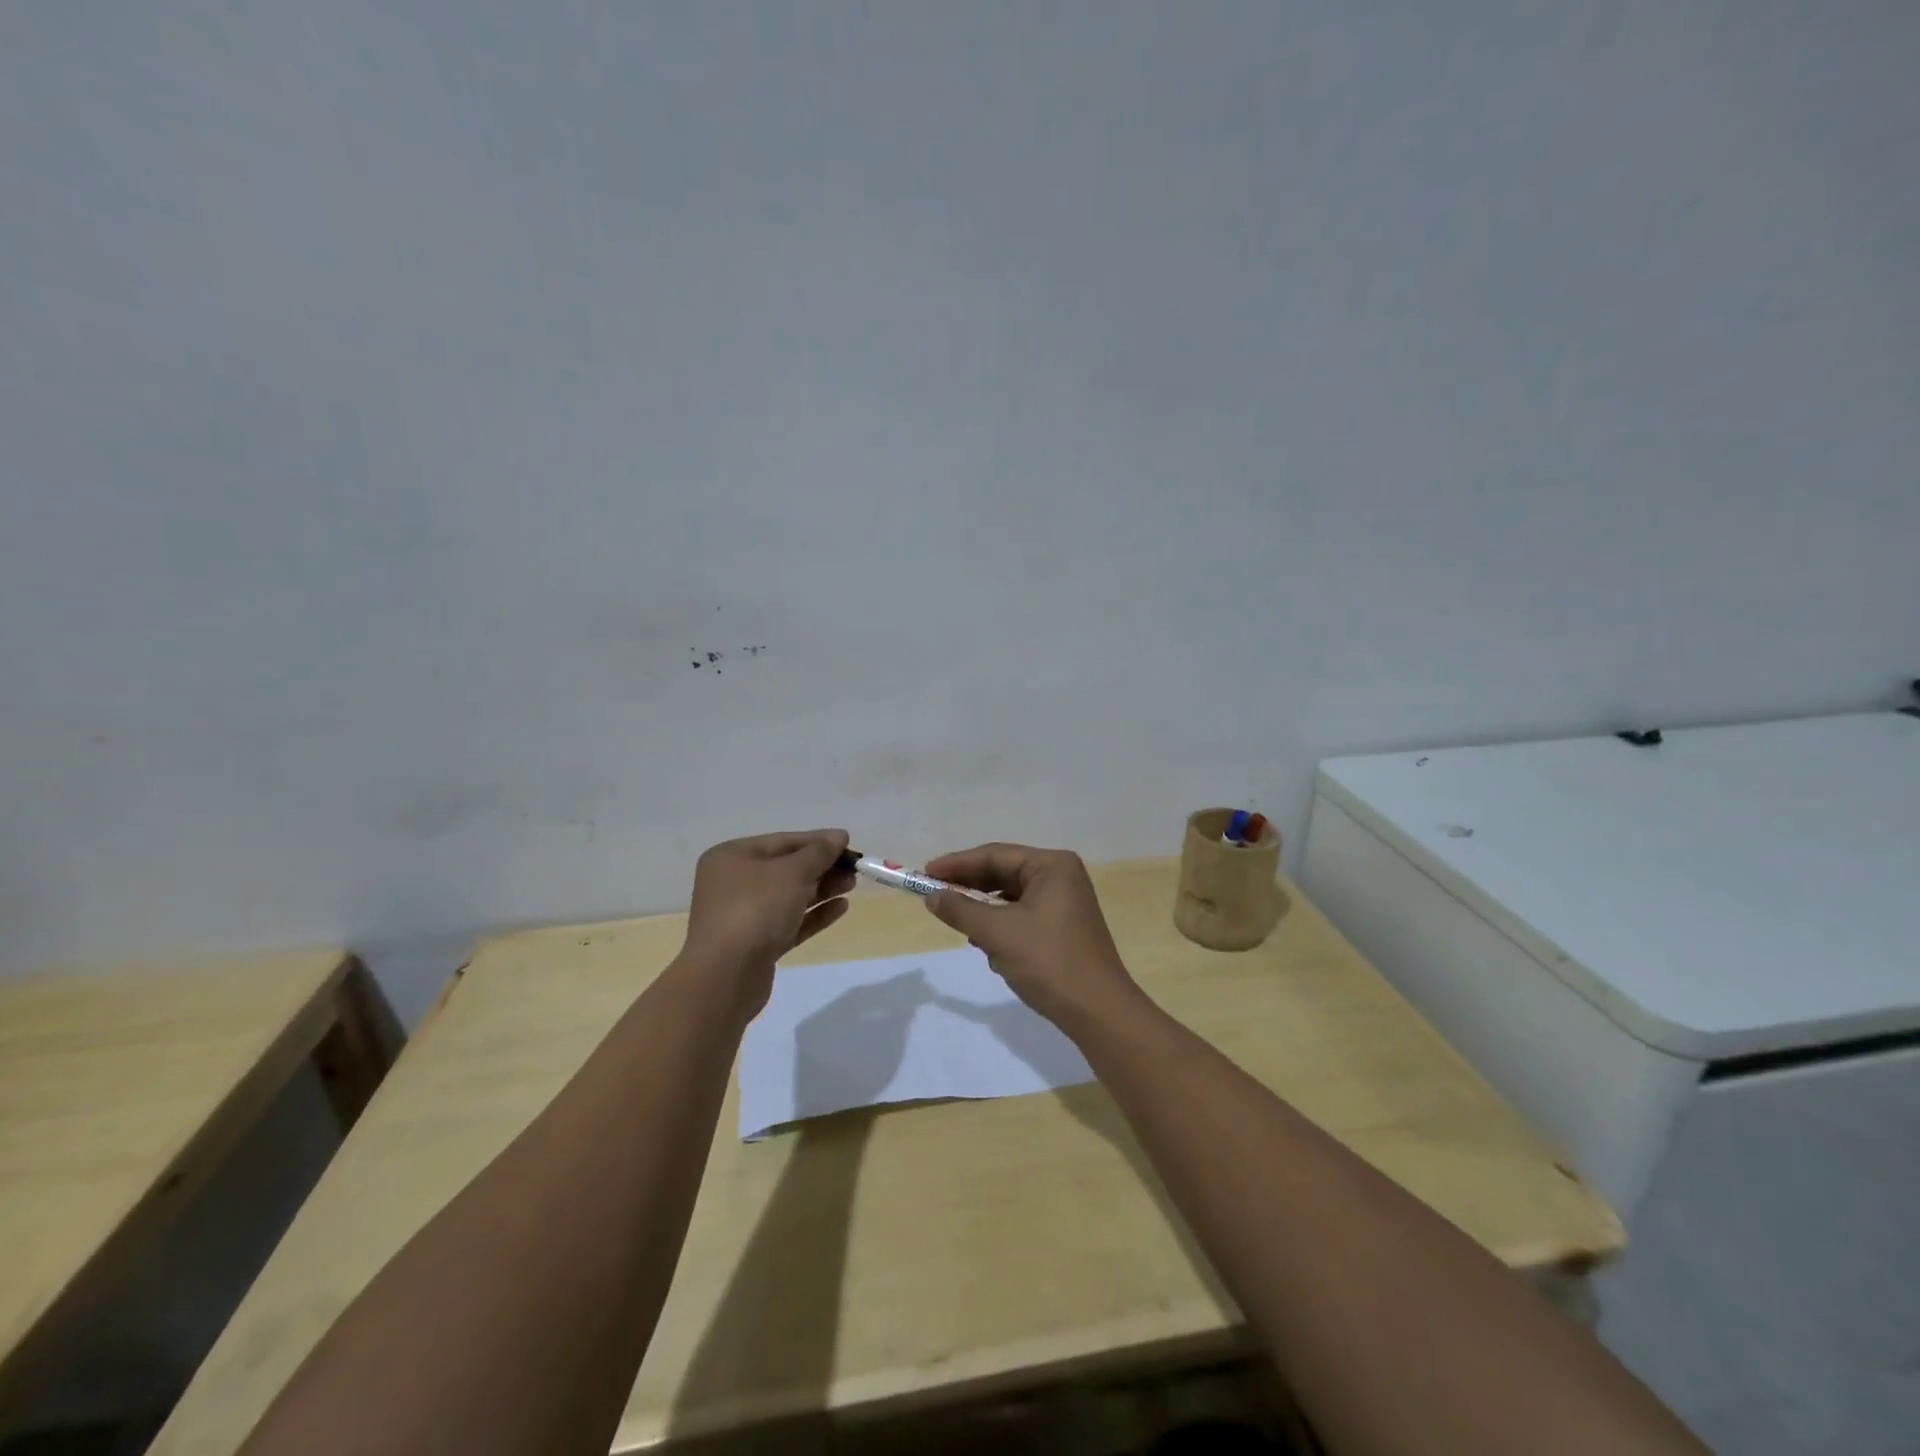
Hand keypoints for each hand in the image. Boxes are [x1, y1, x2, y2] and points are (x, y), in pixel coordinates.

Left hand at [681, 829, 854, 1013]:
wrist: (725, 976)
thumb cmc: (755, 909)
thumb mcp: (791, 873)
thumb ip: (818, 853)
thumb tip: (838, 836)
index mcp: (732, 857)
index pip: (781, 842)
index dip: (817, 840)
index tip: (848, 842)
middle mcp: (733, 883)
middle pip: (786, 869)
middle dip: (821, 867)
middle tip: (854, 868)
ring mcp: (743, 916)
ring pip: (789, 896)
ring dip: (821, 889)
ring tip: (852, 885)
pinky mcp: (756, 945)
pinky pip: (789, 922)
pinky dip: (814, 914)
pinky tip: (840, 908)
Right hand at [921, 843, 1144, 1029]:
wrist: (1098, 1012)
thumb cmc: (1048, 962)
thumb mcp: (997, 933)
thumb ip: (961, 910)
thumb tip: (932, 896)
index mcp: (1052, 865)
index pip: (995, 854)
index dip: (956, 864)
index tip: (924, 874)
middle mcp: (1061, 877)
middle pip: (1003, 873)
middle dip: (970, 889)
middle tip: (935, 898)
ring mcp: (1065, 903)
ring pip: (1010, 898)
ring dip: (985, 913)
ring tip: (964, 929)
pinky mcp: (1063, 928)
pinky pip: (1022, 917)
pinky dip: (1002, 928)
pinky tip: (990, 949)